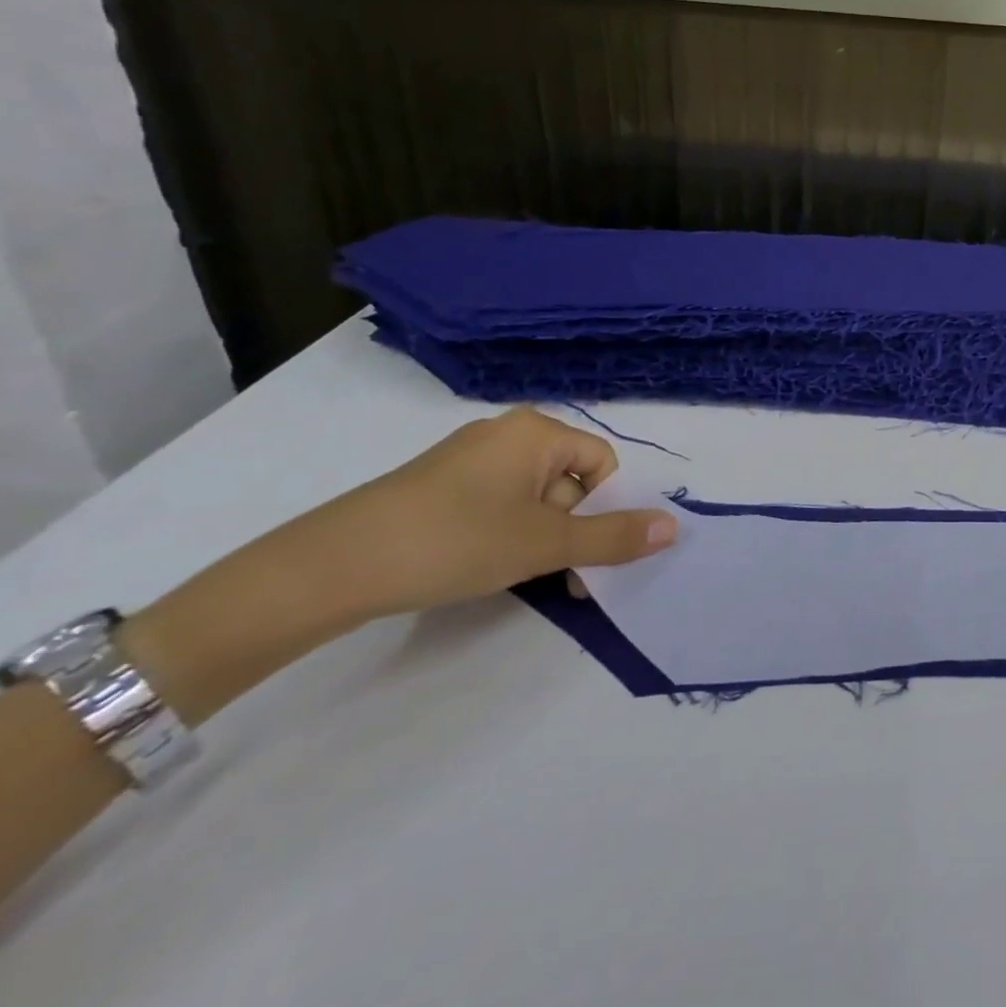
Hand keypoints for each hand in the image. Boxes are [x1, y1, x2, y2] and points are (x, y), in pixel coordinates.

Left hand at [279, 408, 677, 625]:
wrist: (330, 567)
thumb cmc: (455, 541)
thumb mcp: (544, 544)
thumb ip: (613, 537)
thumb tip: (675, 527)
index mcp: (538, 431)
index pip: (602, 464)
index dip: (605, 509)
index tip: (586, 553)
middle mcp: (507, 433)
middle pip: (570, 480)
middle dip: (572, 528)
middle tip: (557, 574)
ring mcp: (468, 458)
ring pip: (534, 496)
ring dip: (540, 536)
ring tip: (514, 575)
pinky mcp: (438, 485)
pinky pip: (497, 502)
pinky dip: (505, 533)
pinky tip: (480, 564)